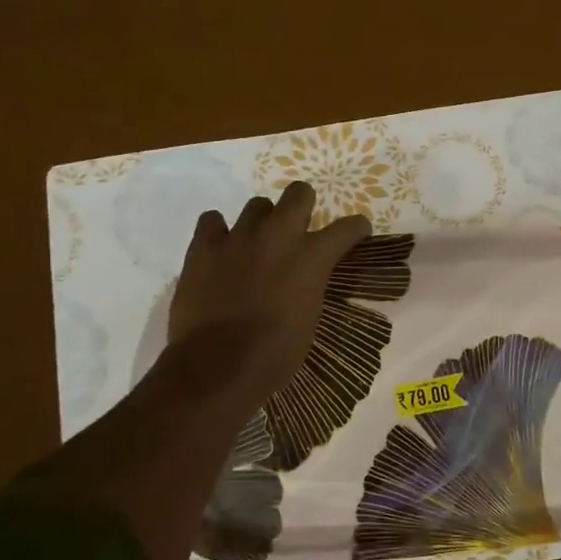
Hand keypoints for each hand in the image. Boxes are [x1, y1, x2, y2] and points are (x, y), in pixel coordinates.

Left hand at [168, 181, 370, 411]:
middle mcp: (278, 236)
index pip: (347, 227)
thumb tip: (303, 280)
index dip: (355, 228)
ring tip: (256, 243)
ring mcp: (238, 237)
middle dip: (303, 205)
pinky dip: (218, 231)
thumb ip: (310, 286)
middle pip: (298, 193)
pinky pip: (212, 220)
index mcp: (312, 257)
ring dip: (262, 221)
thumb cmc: (275, 354)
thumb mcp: (309, 318)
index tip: (356, 232)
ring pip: (256, 205)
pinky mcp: (203, 247)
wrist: (218, 366)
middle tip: (300, 227)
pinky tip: (220, 248)